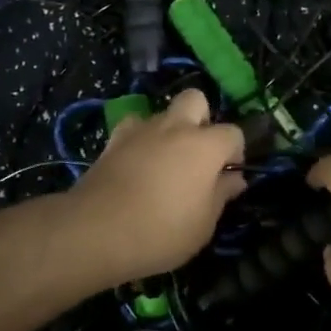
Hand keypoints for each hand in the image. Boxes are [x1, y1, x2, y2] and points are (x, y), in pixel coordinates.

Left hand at [64, 88, 245, 284]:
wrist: (96, 231)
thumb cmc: (162, 231)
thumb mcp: (203, 224)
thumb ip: (221, 195)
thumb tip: (234, 178)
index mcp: (205, 145)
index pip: (233, 133)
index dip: (235, 152)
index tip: (227, 177)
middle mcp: (176, 127)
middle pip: (196, 100)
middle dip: (202, 119)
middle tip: (197, 153)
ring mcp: (142, 130)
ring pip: (162, 113)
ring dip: (169, 130)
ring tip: (164, 162)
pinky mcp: (113, 140)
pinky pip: (133, 128)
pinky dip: (138, 140)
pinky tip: (136, 162)